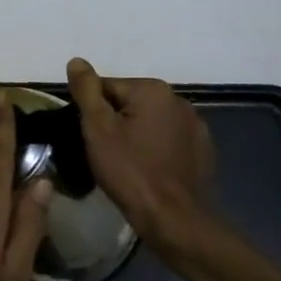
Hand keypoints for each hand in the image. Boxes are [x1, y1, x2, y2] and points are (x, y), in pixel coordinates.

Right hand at [67, 57, 221, 256]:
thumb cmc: (130, 171)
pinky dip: (156, 148)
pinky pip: (168, 140)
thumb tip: (77, 61)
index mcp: (153, 89)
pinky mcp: (203, 150)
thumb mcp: (98, 128)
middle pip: (130, 102)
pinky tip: (149, 170)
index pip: (107, 87)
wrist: (174, 219)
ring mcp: (195, 126)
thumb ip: (86, 90)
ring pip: (150, 122)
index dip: (92, 112)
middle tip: (105, 153)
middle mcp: (179, 100)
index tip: (90, 138)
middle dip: (115, 122)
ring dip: (136, 134)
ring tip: (126, 163)